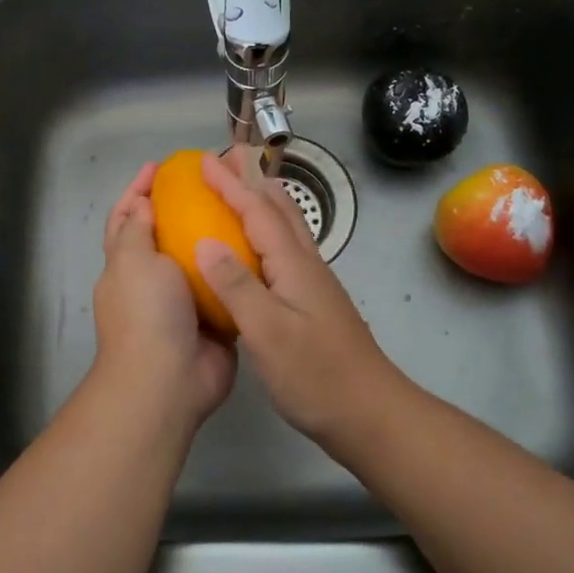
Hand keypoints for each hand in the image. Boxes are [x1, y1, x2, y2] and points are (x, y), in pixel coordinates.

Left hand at [88, 162, 236, 431]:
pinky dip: (239, 269)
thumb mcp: (132, 260)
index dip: (139, 190)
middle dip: (184, 208)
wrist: (168, 380)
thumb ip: (137, 229)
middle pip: (166, 235)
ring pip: (200, 260)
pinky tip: (259, 246)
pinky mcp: (214, 320)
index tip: (160, 166)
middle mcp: (153, 281)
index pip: (127, 218)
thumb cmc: (145, 313)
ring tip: (243, 207)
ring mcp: (184, 303)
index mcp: (126, 264)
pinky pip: (228, 287)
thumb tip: (143, 203)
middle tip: (214, 183)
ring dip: (216, 236)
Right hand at [194, 149, 408, 442]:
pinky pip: (287, 250)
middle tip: (228, 159)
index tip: (203, 161)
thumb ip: (237, 286)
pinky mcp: (315, 303)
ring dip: (264, 201)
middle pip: (280, 209)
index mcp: (293, 265)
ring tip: (245, 188)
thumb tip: (205, 242)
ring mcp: (314, 284)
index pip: (258, 211)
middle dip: (253, 180)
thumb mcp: (268, 332)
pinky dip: (268, 231)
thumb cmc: (316, 375)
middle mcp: (307, 265)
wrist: (369, 413)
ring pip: (288, 228)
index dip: (230, 185)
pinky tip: (259, 248)